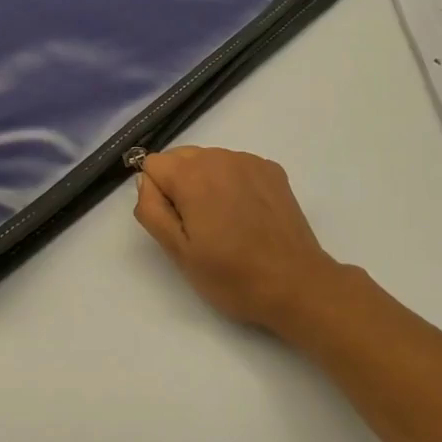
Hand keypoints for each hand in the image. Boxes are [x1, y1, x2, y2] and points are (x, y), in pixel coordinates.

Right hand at [133, 146, 350, 333]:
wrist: (296, 284)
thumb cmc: (231, 275)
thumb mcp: (179, 252)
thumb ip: (152, 210)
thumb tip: (145, 181)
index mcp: (192, 175)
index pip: (152, 164)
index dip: (157, 195)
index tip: (175, 224)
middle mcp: (220, 157)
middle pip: (180, 158)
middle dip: (179, 185)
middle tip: (197, 227)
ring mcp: (250, 161)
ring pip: (209, 161)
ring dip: (206, 183)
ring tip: (224, 223)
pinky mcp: (272, 171)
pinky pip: (236, 166)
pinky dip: (232, 183)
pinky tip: (246, 215)